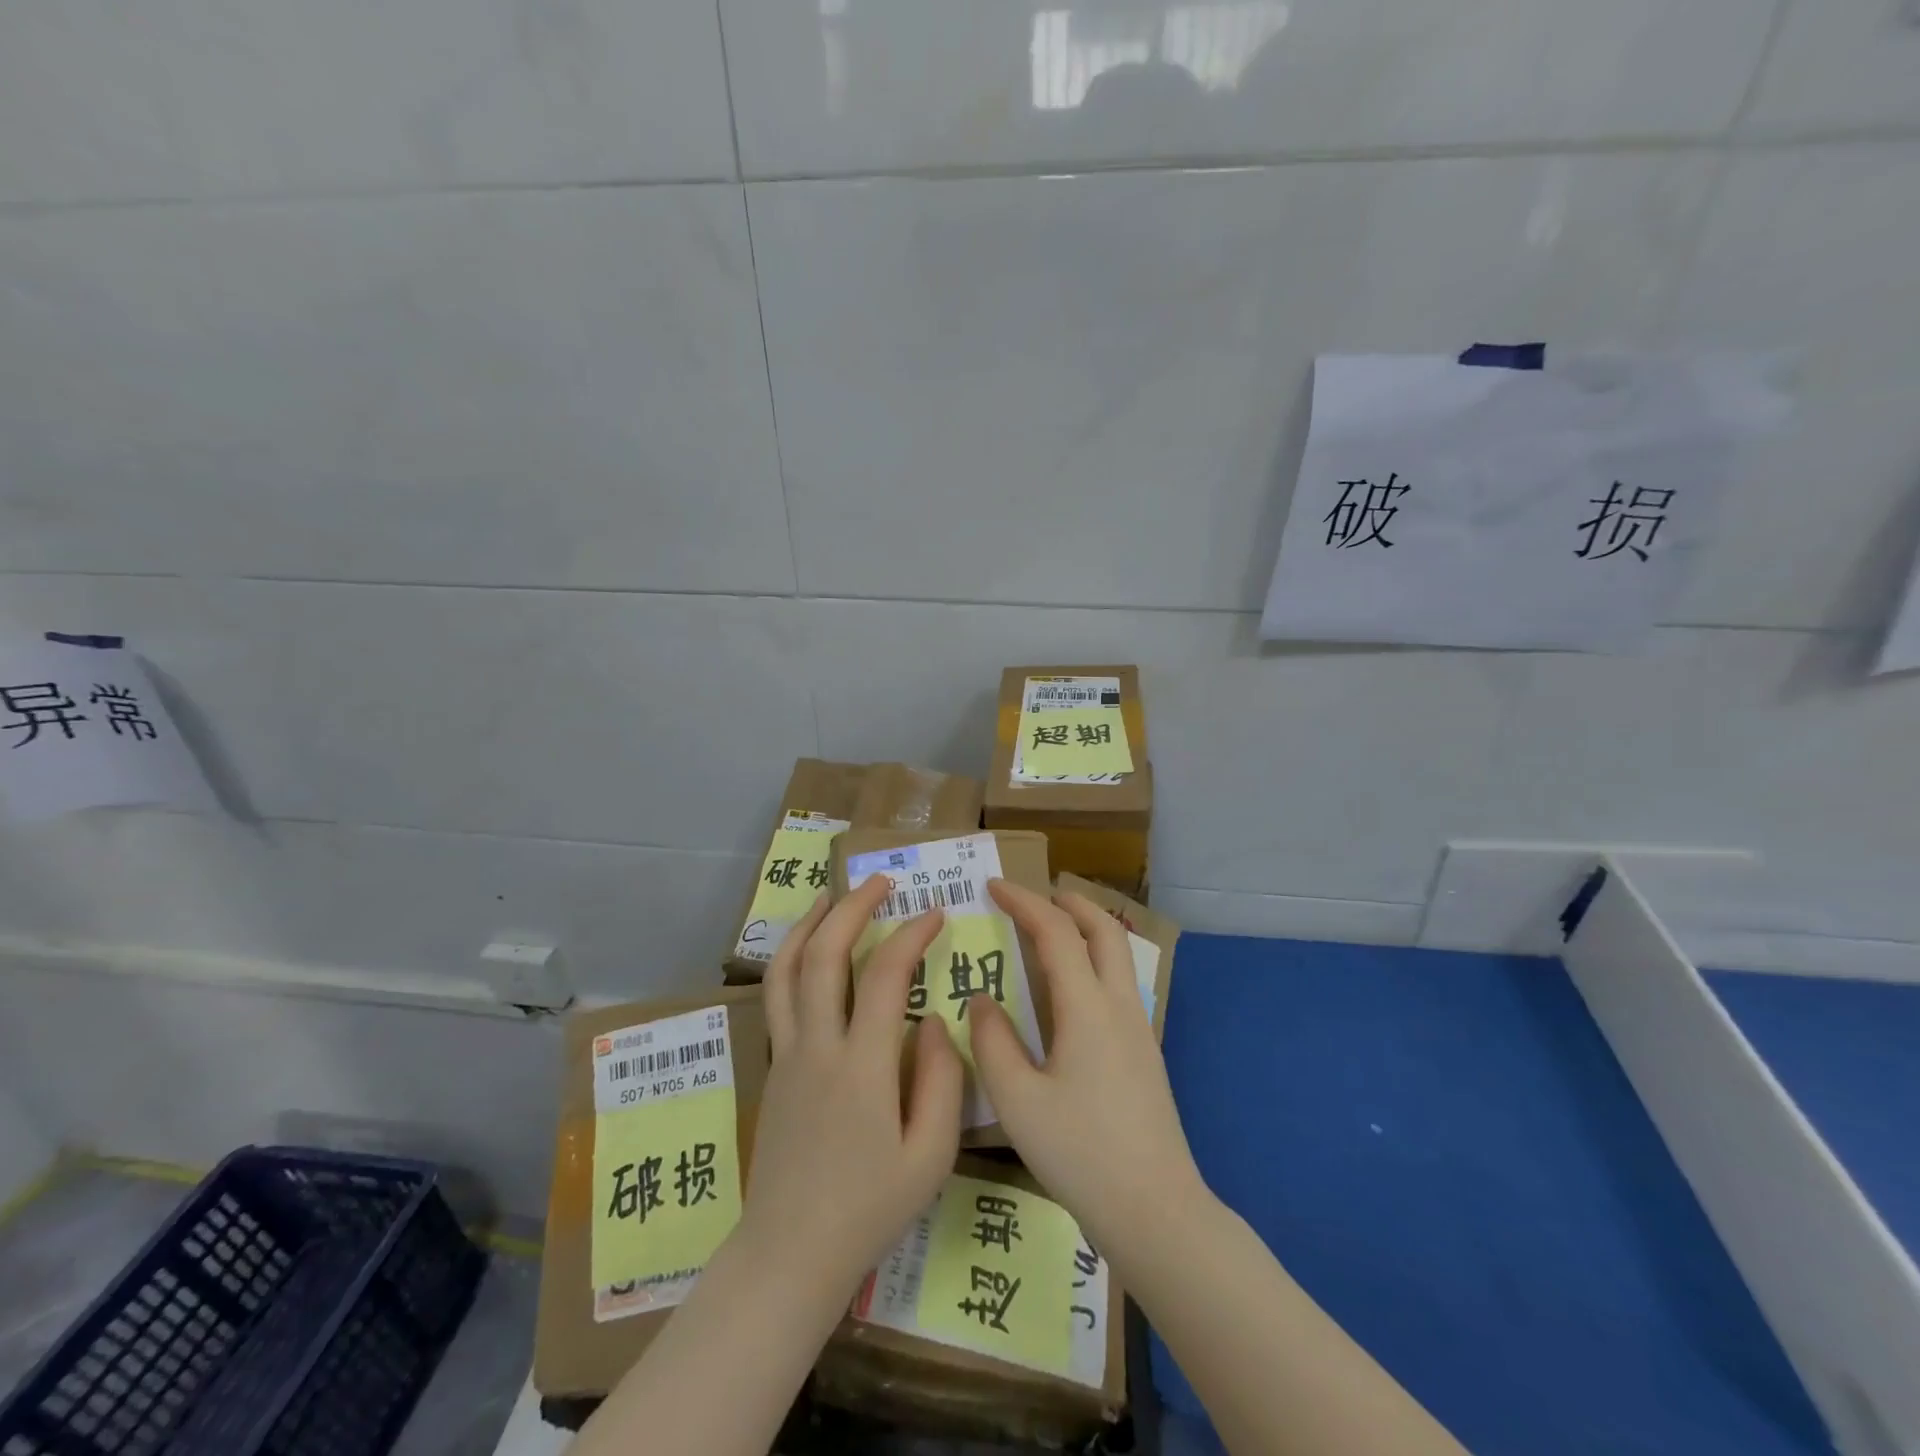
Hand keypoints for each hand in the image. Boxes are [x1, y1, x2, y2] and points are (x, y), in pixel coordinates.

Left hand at [737, 876, 963, 1298]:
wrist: (791, 1253)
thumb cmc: (870, 1208)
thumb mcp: (930, 1156)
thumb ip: (941, 1081)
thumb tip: (934, 1021)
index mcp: (861, 1066)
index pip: (884, 977)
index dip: (911, 936)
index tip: (935, 914)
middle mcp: (817, 1047)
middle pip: (824, 956)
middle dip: (853, 908)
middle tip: (880, 882)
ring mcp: (788, 1054)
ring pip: (786, 970)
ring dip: (810, 924)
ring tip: (832, 895)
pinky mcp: (774, 1067)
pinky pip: (777, 997)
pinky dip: (791, 959)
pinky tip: (807, 950)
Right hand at [968, 880, 1205, 1256]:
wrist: (1156, 1210)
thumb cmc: (1081, 1154)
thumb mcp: (1018, 1102)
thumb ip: (994, 1042)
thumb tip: (983, 999)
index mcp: (1087, 1008)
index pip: (1055, 932)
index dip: (1024, 902)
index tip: (993, 887)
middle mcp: (1118, 1006)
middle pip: (1103, 930)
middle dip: (1069, 902)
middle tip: (1035, 895)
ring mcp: (1138, 1029)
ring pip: (1116, 956)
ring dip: (1086, 929)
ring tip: (1051, 932)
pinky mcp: (1144, 1053)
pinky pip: (1117, 984)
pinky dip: (1092, 961)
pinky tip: (1069, 992)